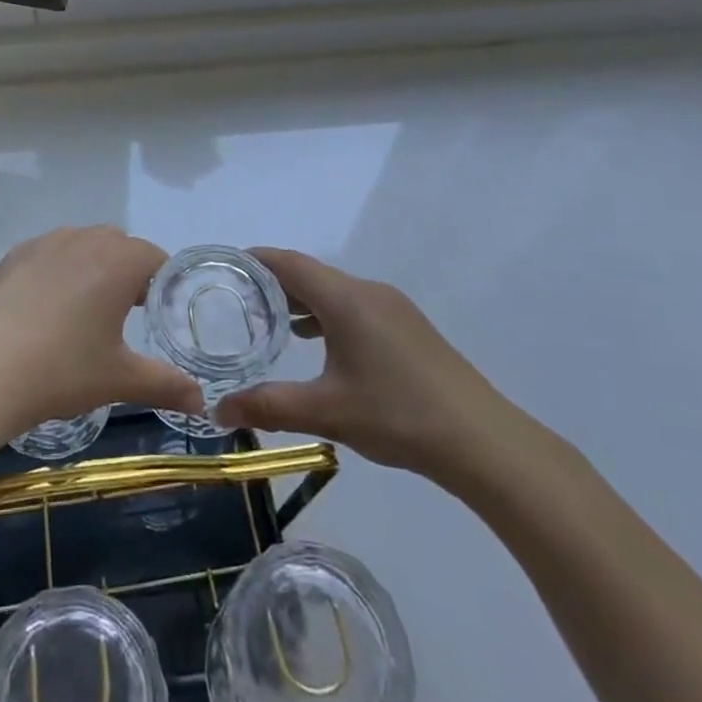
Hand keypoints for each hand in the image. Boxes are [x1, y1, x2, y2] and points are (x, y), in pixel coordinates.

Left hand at [0, 226, 202, 438]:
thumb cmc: (60, 369)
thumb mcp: (119, 380)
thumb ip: (166, 385)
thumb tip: (201, 403)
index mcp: (117, 260)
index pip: (155, 258)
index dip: (162, 285)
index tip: (155, 317)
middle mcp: (83, 238)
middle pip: (119, 245)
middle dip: (128, 274)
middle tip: (123, 317)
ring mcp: (43, 243)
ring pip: (81, 245)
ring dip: (91, 269)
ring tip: (82, 315)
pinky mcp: (11, 256)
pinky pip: (48, 255)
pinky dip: (56, 274)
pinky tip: (42, 314)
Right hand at [215, 248, 539, 490]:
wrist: (483, 441)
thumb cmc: (398, 415)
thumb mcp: (326, 412)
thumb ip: (269, 406)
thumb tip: (218, 410)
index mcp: (346, 299)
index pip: (289, 263)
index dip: (255, 260)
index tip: (224, 267)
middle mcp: (368, 291)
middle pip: (311, 274)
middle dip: (274, 284)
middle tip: (238, 304)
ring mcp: (393, 307)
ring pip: (335, 291)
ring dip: (303, 301)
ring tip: (272, 325)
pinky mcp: (409, 326)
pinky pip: (355, 305)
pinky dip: (328, 314)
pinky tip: (320, 343)